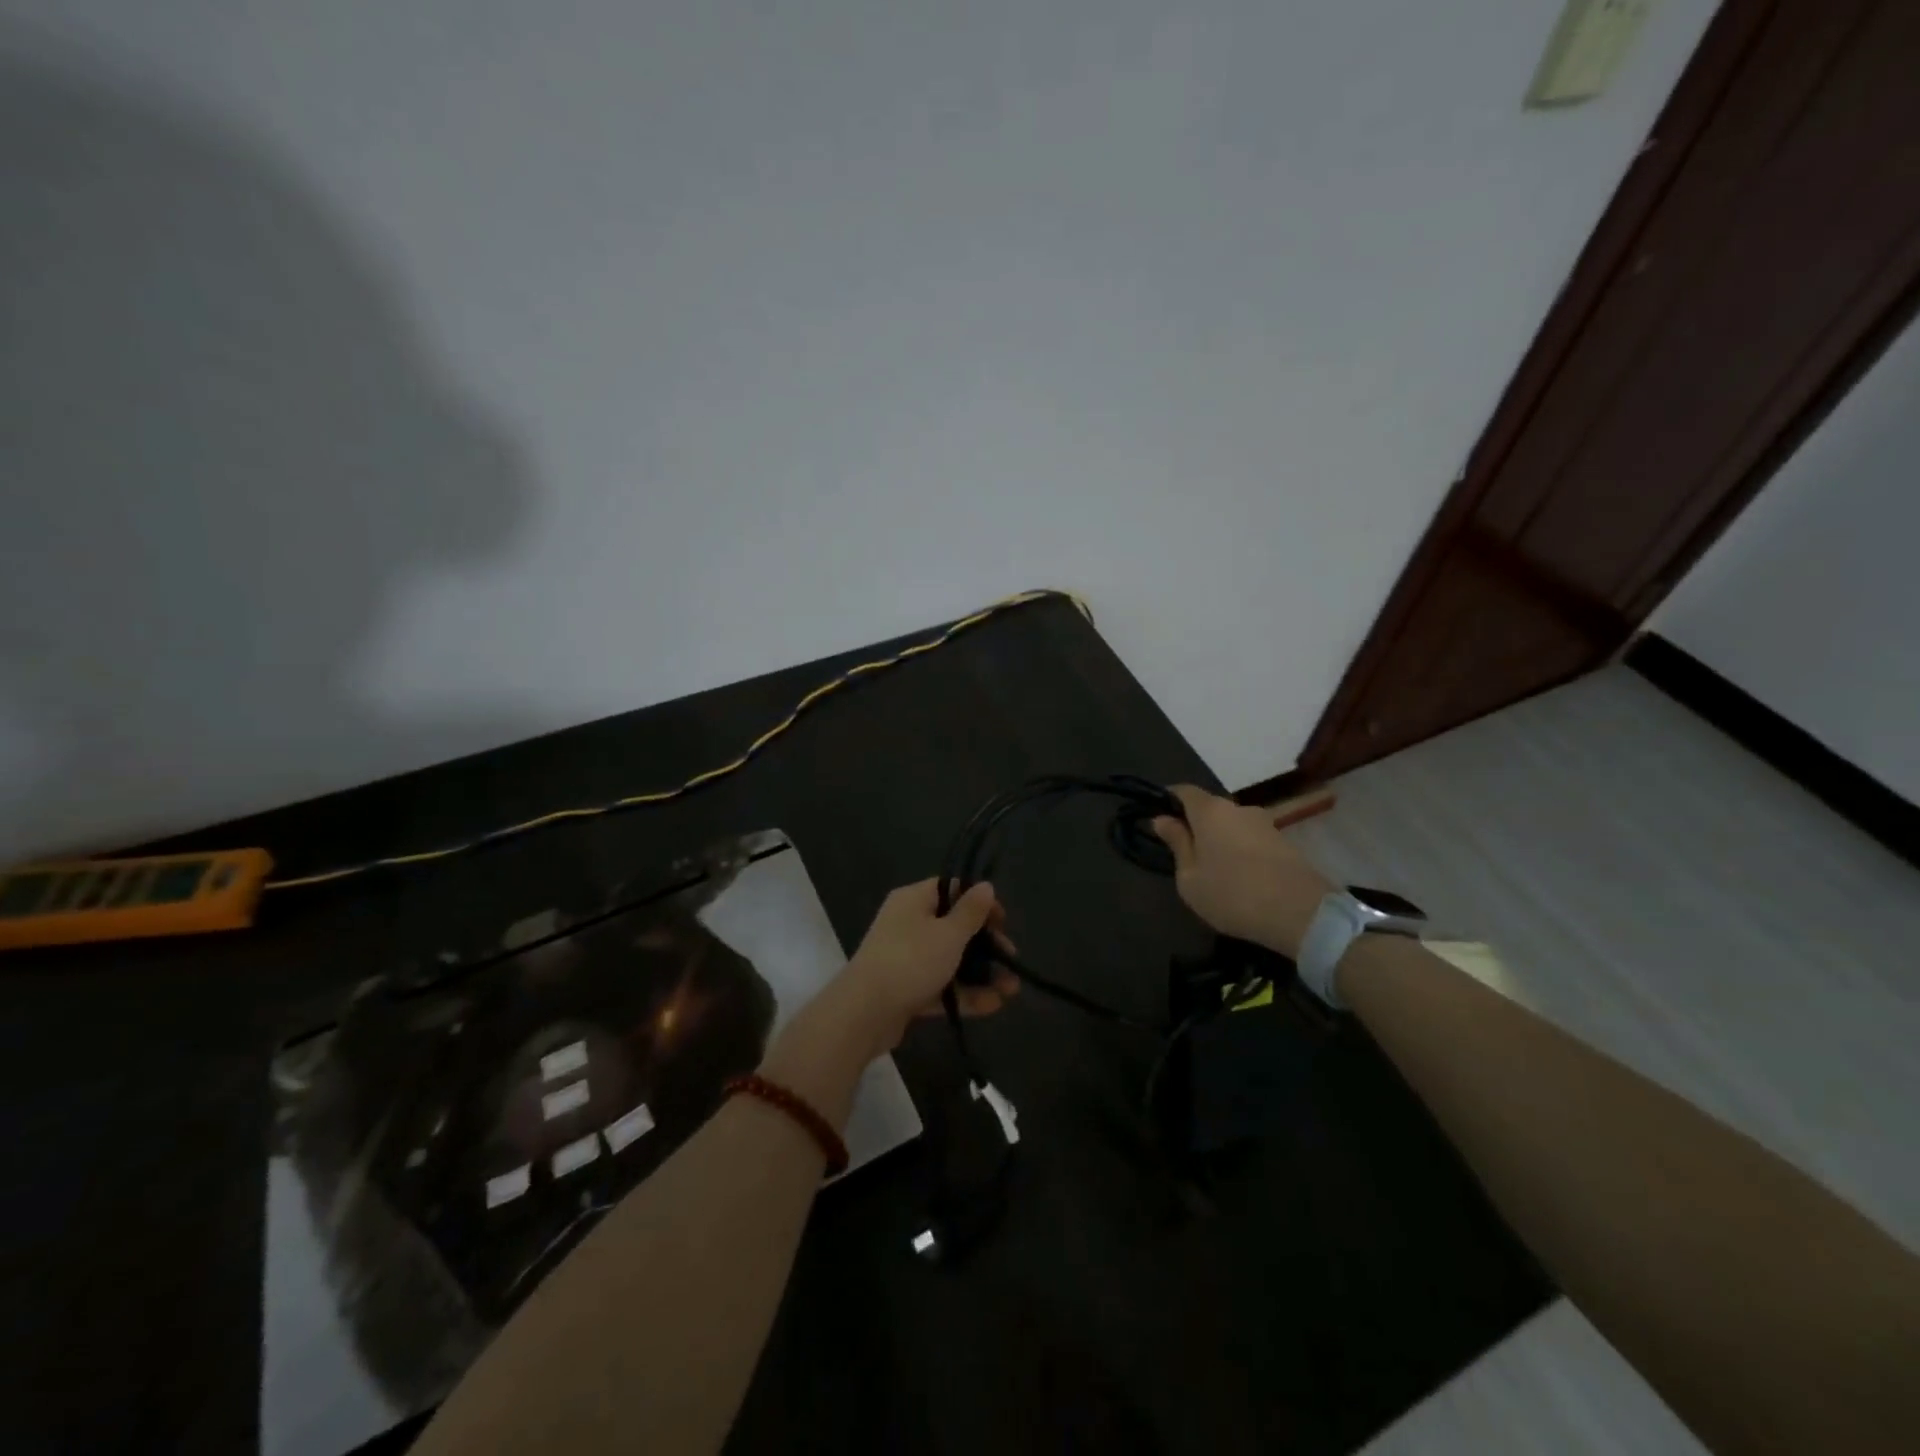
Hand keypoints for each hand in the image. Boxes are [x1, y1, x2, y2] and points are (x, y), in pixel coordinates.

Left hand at [829, 879, 1020, 1056]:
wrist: (864, 1013)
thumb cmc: (911, 961)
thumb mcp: (949, 933)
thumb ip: (971, 911)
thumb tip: (985, 885)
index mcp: (913, 900)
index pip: (951, 889)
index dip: (979, 901)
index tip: (1002, 921)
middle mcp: (907, 924)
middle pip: (953, 926)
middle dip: (986, 944)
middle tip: (1010, 957)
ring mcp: (905, 958)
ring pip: (950, 960)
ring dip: (981, 973)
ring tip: (1011, 990)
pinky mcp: (905, 989)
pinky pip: (940, 986)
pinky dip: (964, 994)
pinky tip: (992, 1005)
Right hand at [1150, 784, 1334, 958]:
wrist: (1301, 915)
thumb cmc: (1232, 894)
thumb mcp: (1190, 877)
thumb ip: (1177, 844)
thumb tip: (1163, 820)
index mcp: (1210, 811)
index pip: (1183, 791)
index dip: (1168, 801)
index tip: (1158, 820)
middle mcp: (1238, 808)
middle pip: (1209, 809)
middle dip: (1195, 826)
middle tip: (1185, 855)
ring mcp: (1265, 824)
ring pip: (1232, 826)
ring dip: (1220, 841)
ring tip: (1214, 872)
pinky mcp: (1285, 843)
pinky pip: (1251, 840)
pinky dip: (1240, 852)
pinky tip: (1239, 879)